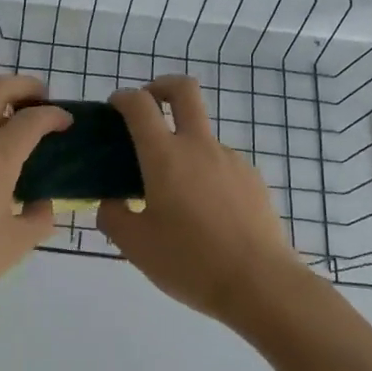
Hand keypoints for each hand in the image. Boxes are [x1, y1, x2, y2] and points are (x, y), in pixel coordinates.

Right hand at [98, 76, 306, 325]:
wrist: (260, 284)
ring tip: (175, 194)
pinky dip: (205, 173)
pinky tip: (205, 212)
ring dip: (183, 145)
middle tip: (148, 106)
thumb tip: (111, 201)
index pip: (140, 105)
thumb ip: (113, 216)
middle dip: (161, 86)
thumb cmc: (189, 262)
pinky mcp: (252, 178)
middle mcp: (199, 146)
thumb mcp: (135, 246)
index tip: (114, 109)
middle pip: (184, 90)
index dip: (122, 98)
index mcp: (165, 156)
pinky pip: (221, 164)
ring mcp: (231, 160)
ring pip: (202, 135)